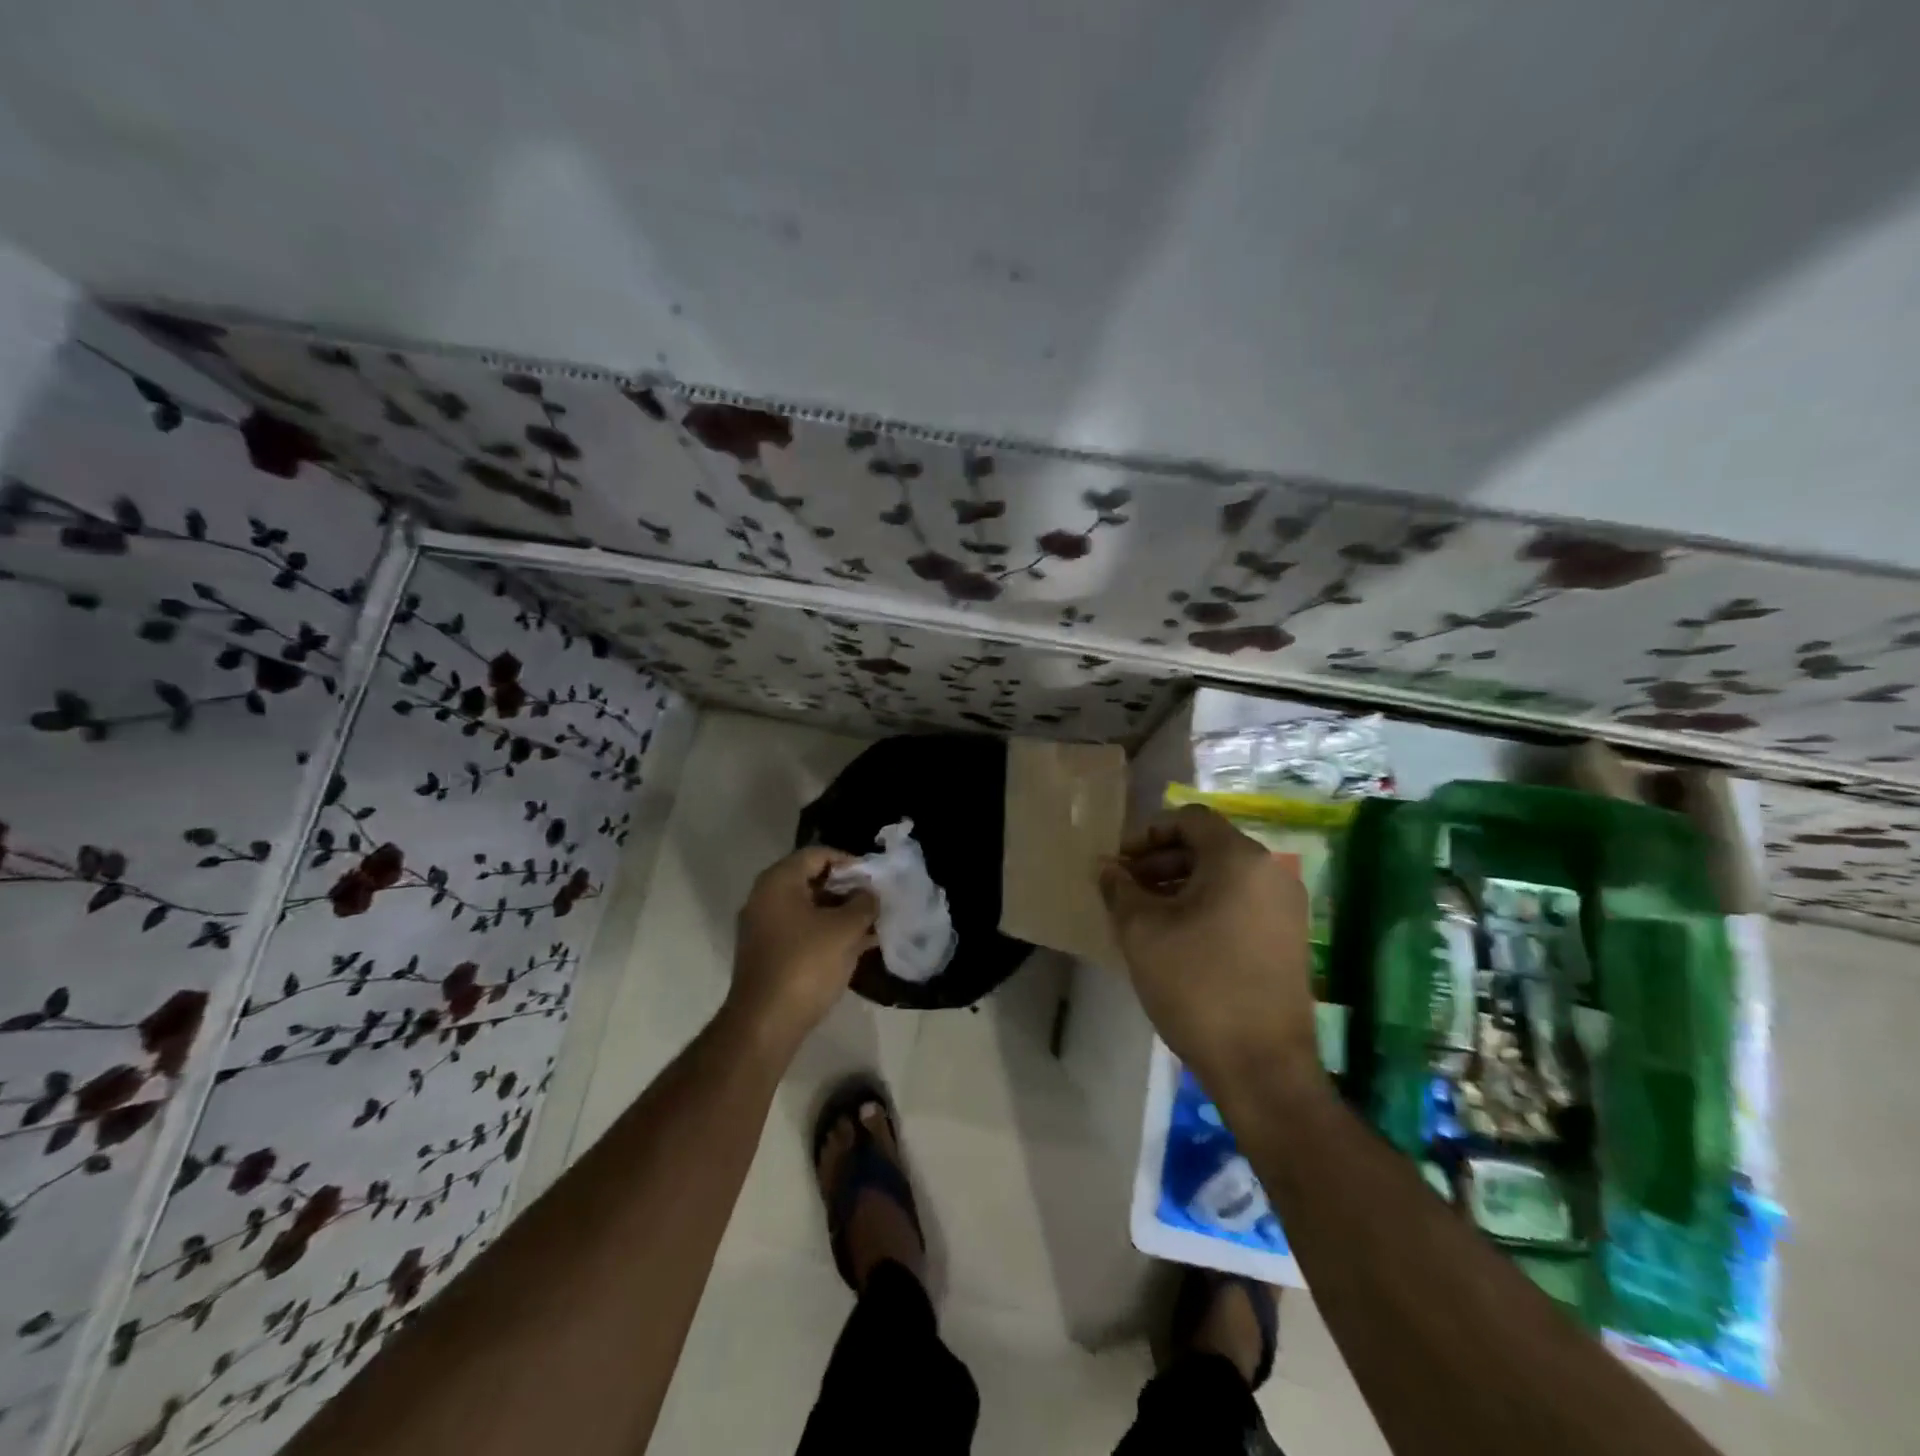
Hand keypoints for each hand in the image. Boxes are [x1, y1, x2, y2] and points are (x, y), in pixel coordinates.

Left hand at [727, 847, 877, 1052]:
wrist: (765, 1023)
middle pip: (812, 880)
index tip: (875, 878)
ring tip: (872, 925)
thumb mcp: (845, 929)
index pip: (817, 855)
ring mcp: (764, 927)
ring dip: (840, 914)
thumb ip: (864, 904)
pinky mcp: (768, 954)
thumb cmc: (806, 964)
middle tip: (876, 901)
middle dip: (847, 889)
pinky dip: (827, 934)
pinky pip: (802, 931)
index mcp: (779, 881)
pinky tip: (856, 947)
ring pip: (809, 909)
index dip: (849, 862)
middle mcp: (765, 898)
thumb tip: (870, 894)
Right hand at [1100, 805, 1316, 1085]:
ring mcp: (1286, 907)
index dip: (1147, 833)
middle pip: (1207, 846)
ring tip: (1143, 913)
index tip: (1119, 862)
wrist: (1262, 1066)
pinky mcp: (1289, 938)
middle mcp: (1271, 872)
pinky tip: (1176, 936)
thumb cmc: (1197, 985)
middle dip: (1160, 861)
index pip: (1189, 820)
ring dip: (1179, 884)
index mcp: (1240, 859)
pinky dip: (1205, 905)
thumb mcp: (1142, 932)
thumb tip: (1105, 867)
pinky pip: (1240, 902)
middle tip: (1125, 888)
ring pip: (1224, 877)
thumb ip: (1119, 888)